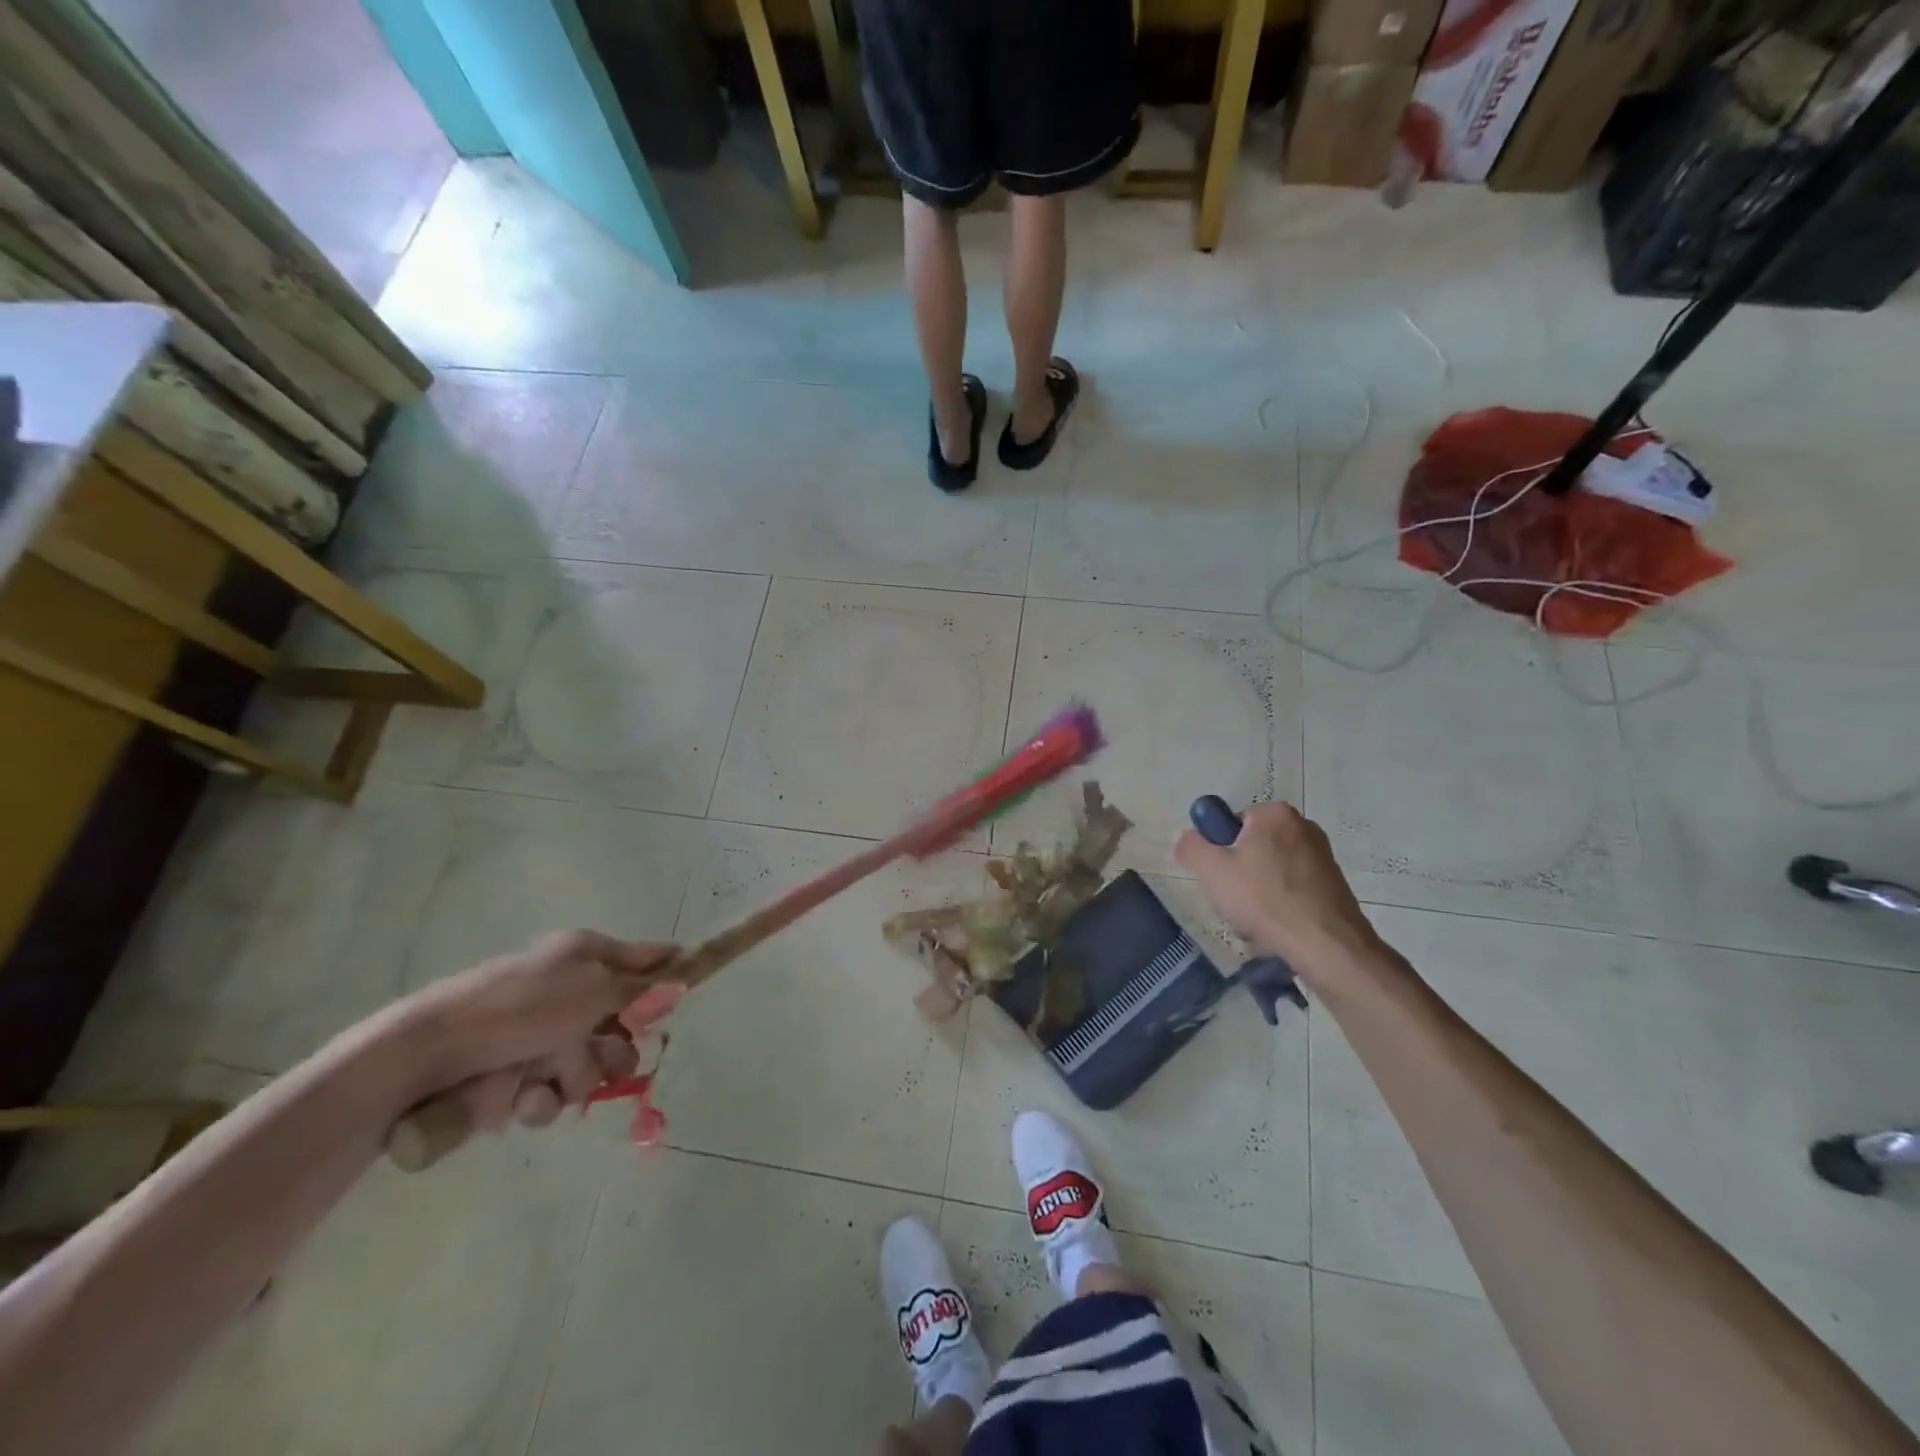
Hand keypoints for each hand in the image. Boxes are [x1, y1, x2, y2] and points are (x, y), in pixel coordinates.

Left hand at [394, 932, 679, 1132]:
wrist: (425, 1053)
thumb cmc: (518, 1009)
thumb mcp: (591, 989)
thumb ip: (640, 987)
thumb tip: (682, 974)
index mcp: (585, 955)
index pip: (645, 957)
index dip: (669, 973)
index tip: (689, 993)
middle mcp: (567, 990)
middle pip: (620, 1025)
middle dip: (614, 1052)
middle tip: (607, 1064)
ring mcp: (539, 1033)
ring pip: (586, 1065)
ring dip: (573, 1080)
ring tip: (544, 1084)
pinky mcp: (513, 1072)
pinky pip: (549, 1092)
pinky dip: (538, 1100)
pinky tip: (521, 1100)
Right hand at [1174, 800, 1378, 975]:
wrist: (1327, 945)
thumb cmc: (1264, 898)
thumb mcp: (1212, 870)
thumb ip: (1191, 846)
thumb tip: (1188, 839)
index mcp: (1275, 813)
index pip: (1231, 824)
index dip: (1219, 851)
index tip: (1219, 877)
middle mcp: (1303, 826)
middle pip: (1251, 849)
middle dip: (1238, 876)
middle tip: (1232, 903)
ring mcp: (1322, 857)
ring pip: (1270, 874)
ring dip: (1256, 896)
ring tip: (1253, 924)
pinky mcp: (1334, 885)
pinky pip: (1291, 892)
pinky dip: (1279, 908)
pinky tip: (1275, 931)